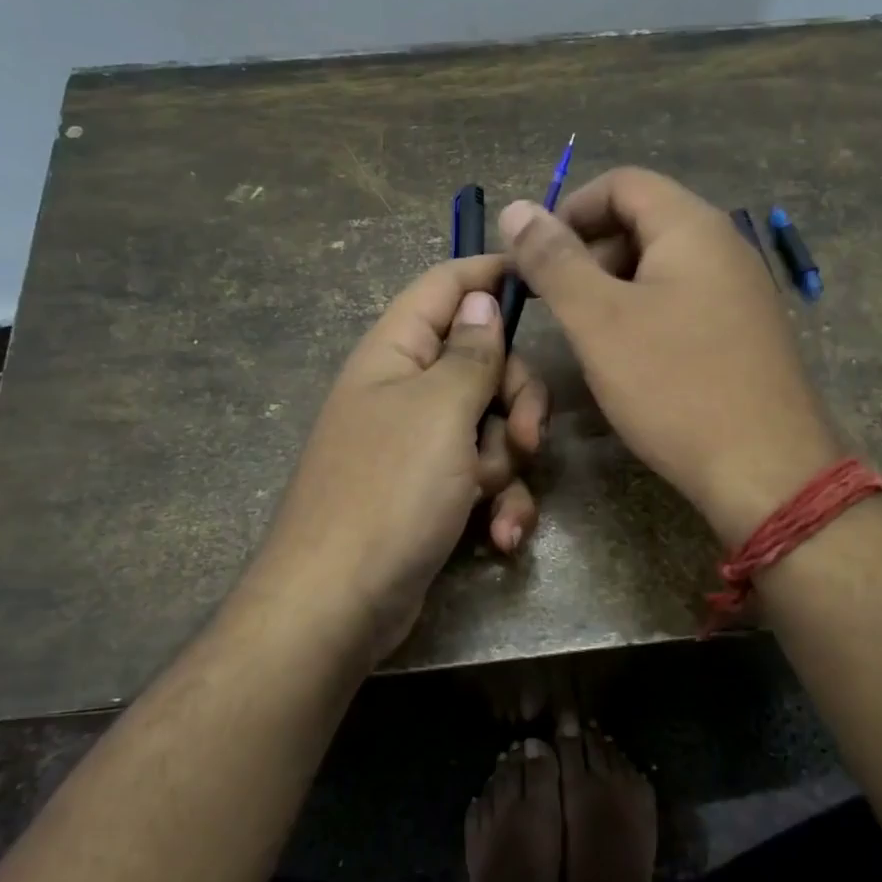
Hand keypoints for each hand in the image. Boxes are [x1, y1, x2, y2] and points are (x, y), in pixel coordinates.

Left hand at [253, 255, 547, 662]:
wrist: (338, 605)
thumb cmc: (389, 492)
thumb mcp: (440, 411)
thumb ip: (471, 352)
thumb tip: (481, 299)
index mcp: (395, 354)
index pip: (444, 286)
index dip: (491, 276)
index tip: (543, 281)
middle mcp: (406, 392)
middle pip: (484, 362)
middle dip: (517, 399)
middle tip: (530, 436)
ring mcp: (419, 446)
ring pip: (492, 426)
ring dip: (508, 463)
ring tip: (496, 500)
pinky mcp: (432, 493)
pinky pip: (482, 478)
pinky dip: (499, 503)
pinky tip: (503, 536)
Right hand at [501, 168, 838, 545]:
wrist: (765, 471)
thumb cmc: (675, 386)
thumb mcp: (599, 320)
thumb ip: (554, 261)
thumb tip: (516, 209)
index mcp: (692, 227)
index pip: (622, 183)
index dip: (570, 210)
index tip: (536, 257)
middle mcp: (724, 245)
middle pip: (643, 221)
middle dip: (590, 252)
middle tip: (557, 304)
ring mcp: (741, 290)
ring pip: (661, 266)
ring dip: (614, 288)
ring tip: (588, 336)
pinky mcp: (745, 331)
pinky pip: (683, 301)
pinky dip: (645, 314)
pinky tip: (630, 358)